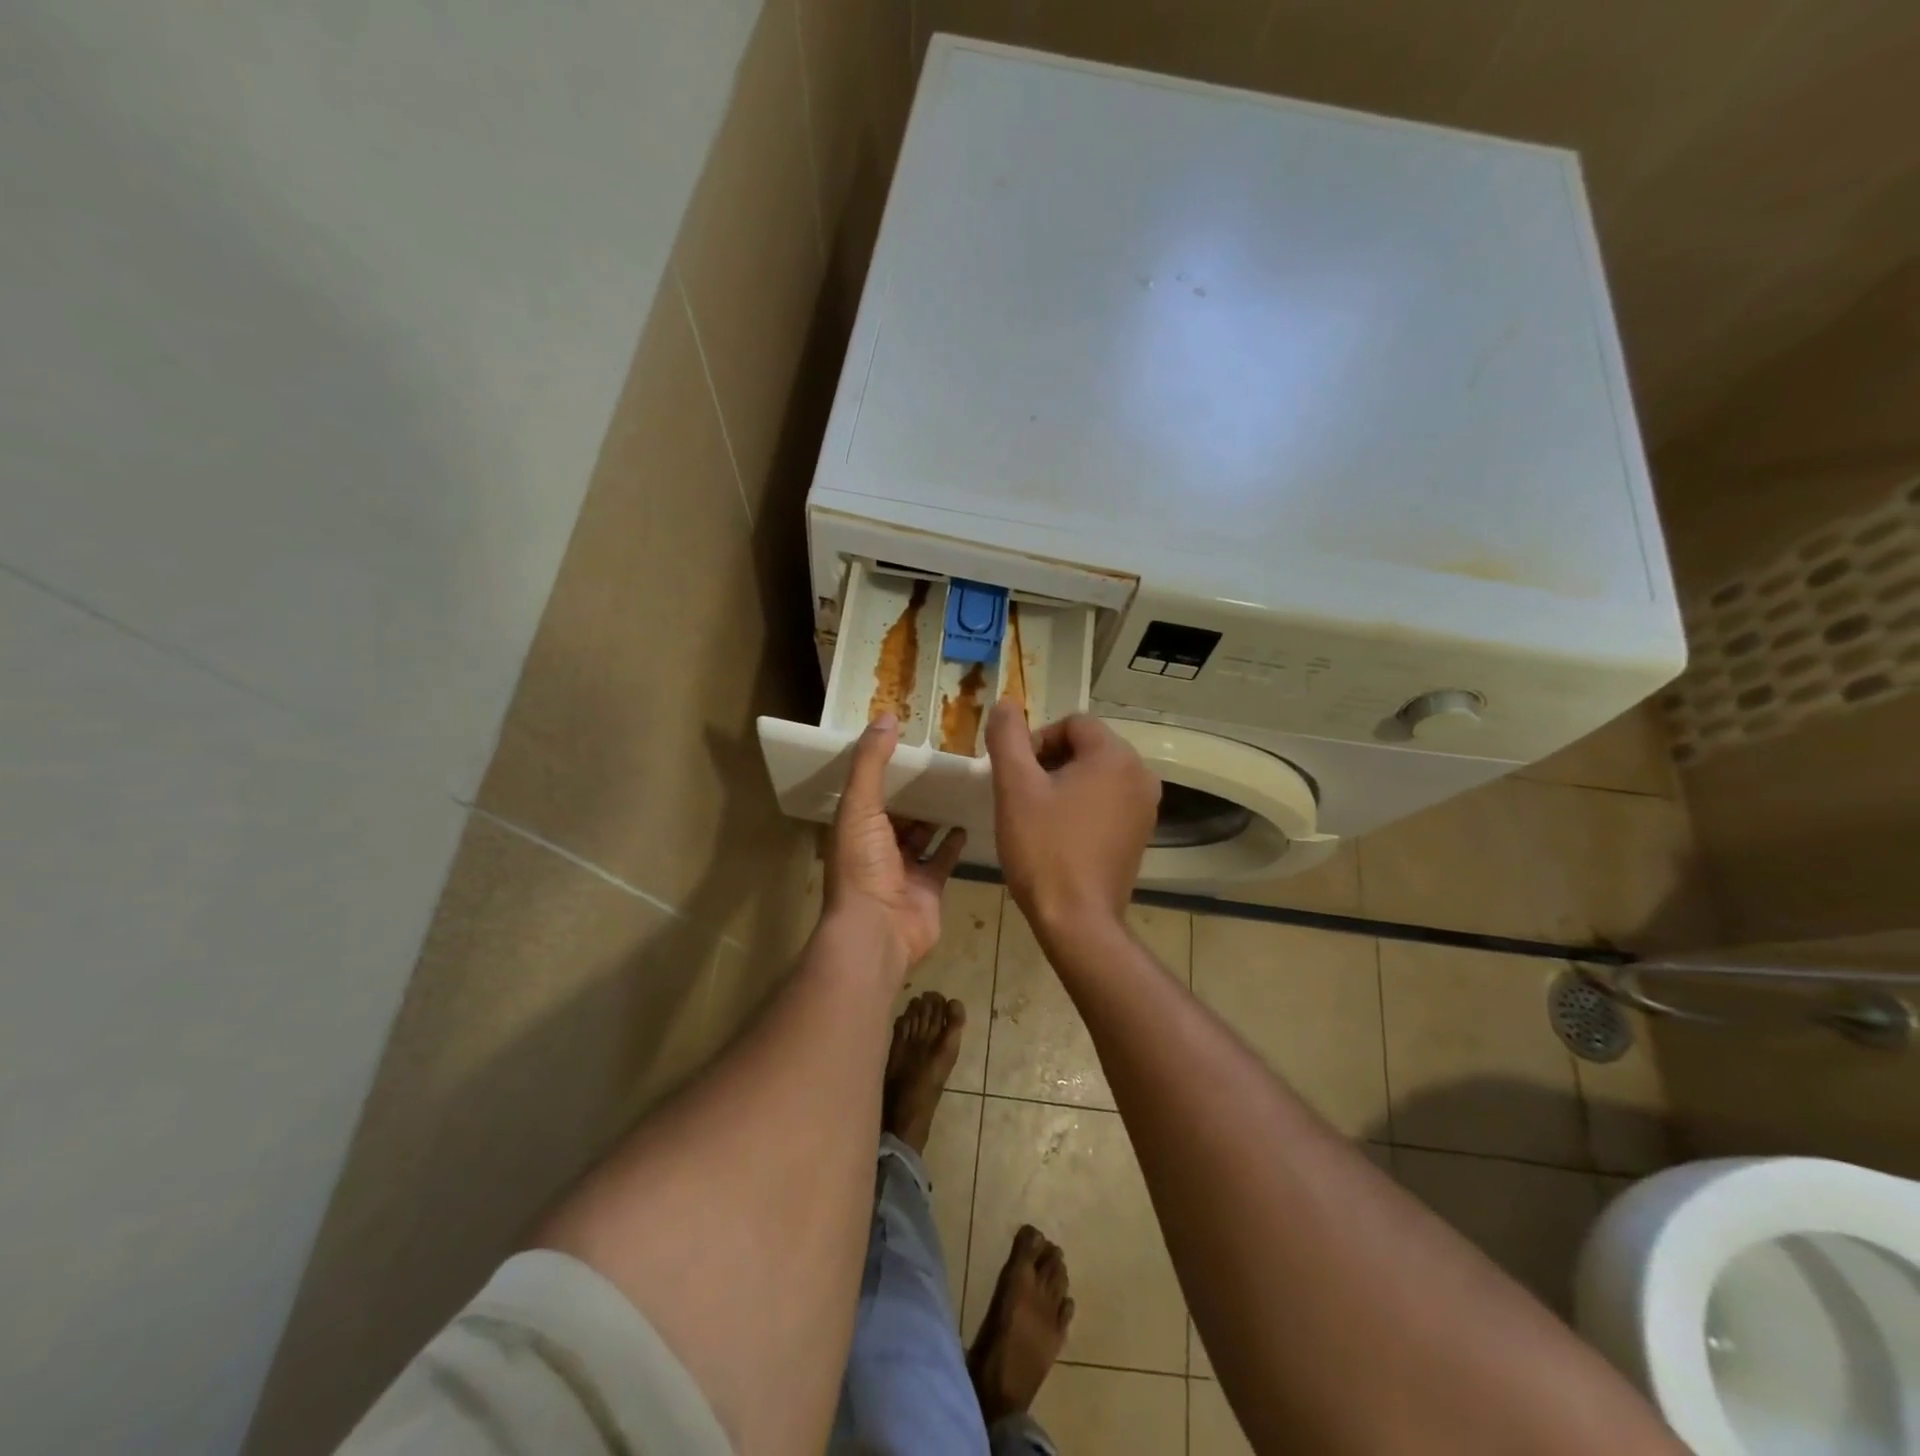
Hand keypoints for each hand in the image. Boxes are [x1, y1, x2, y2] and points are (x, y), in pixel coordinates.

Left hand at [826, 714, 966, 966]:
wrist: (878, 931)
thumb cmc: (864, 866)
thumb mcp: (861, 806)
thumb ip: (871, 762)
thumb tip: (885, 717)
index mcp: (854, 827)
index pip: (868, 790)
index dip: (884, 767)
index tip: (908, 740)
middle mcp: (876, 847)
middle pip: (897, 812)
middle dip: (915, 790)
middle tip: (942, 759)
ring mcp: (903, 870)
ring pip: (921, 834)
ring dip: (935, 814)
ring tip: (958, 783)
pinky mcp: (928, 887)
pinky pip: (942, 858)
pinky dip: (953, 841)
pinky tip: (967, 819)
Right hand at [984, 700, 1159, 934]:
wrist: (1077, 920)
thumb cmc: (1043, 848)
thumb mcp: (1015, 786)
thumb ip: (1008, 737)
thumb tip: (1006, 703)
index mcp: (1116, 756)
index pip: (1072, 724)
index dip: (1037, 742)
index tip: (1017, 775)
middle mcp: (1141, 774)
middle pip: (1087, 747)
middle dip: (1051, 763)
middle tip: (1023, 796)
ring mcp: (1146, 807)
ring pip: (1097, 775)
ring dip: (1065, 785)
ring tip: (1038, 816)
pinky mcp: (1141, 834)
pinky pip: (1108, 802)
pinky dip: (1083, 807)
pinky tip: (1060, 835)